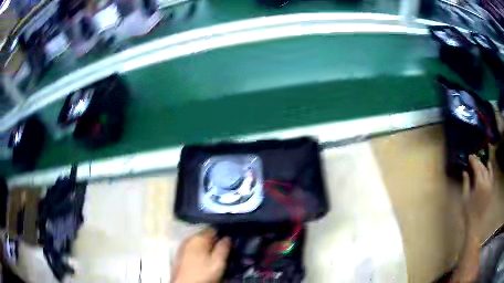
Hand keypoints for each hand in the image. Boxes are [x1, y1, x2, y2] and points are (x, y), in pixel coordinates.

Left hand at [173, 228, 230, 282]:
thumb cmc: (202, 274)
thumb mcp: (218, 263)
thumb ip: (223, 248)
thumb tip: (227, 237)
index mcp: (198, 238)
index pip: (213, 229)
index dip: (222, 235)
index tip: (229, 243)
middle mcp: (188, 239)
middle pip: (205, 237)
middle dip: (214, 243)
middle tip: (224, 253)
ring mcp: (182, 247)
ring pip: (199, 244)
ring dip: (207, 249)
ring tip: (215, 259)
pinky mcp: (180, 255)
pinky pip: (193, 250)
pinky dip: (199, 253)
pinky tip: (204, 262)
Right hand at [462, 155, 493, 230]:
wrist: (476, 224)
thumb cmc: (469, 213)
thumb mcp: (465, 199)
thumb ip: (466, 184)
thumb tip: (465, 172)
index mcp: (479, 184)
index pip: (477, 168)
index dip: (473, 161)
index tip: (469, 156)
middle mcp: (486, 182)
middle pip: (482, 168)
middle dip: (478, 161)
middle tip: (473, 158)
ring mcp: (490, 185)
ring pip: (487, 170)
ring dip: (483, 165)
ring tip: (479, 162)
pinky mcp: (491, 189)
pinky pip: (491, 176)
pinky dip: (490, 169)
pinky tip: (488, 164)